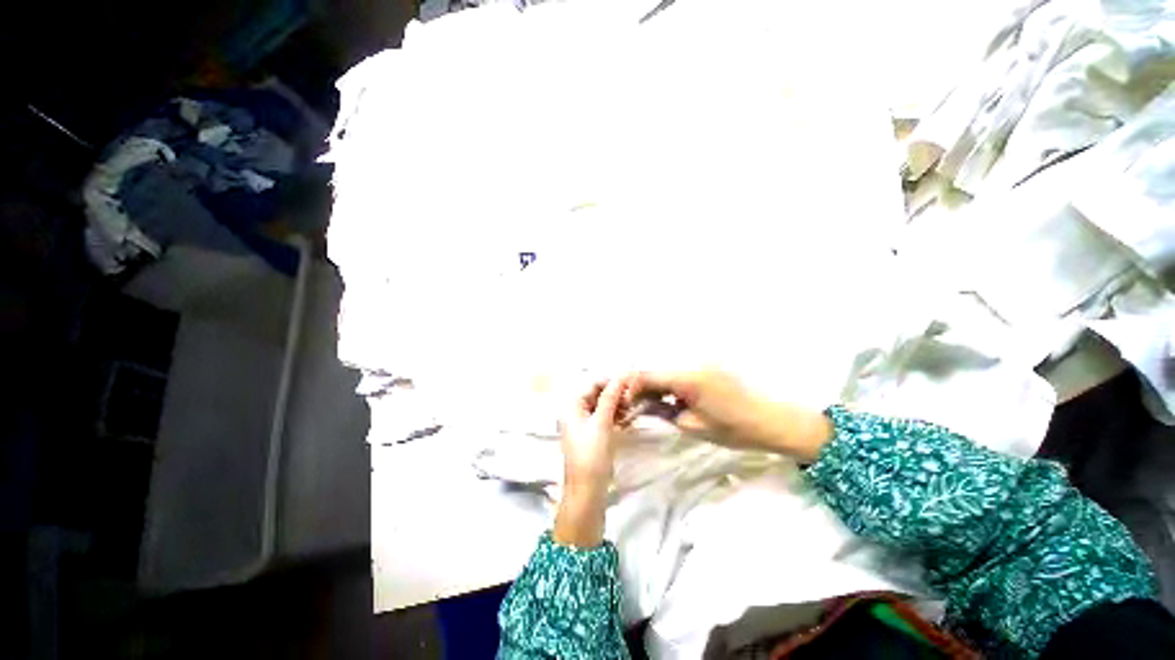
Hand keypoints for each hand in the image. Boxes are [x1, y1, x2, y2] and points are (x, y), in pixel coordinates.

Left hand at [553, 376, 629, 547]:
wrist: (587, 490)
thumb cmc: (592, 454)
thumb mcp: (602, 422)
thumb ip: (610, 397)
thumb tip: (621, 375)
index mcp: (572, 406)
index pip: (593, 384)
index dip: (612, 382)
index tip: (631, 385)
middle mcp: (574, 411)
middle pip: (597, 394)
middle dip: (615, 395)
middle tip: (633, 401)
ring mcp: (582, 423)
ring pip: (602, 406)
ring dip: (616, 406)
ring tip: (631, 412)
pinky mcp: (590, 434)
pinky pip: (603, 418)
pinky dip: (614, 417)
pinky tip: (627, 420)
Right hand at [627, 368, 831, 461]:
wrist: (773, 421)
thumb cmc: (733, 429)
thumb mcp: (692, 425)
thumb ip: (662, 411)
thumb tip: (641, 406)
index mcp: (686, 378)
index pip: (648, 376)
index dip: (632, 388)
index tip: (625, 403)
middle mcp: (691, 363)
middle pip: (656, 371)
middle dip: (642, 387)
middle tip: (636, 405)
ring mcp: (701, 363)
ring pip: (667, 371)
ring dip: (656, 385)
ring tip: (651, 404)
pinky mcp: (708, 367)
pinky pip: (680, 372)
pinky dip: (671, 384)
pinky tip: (670, 398)